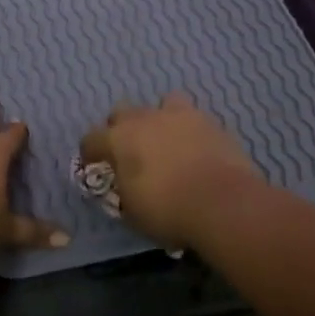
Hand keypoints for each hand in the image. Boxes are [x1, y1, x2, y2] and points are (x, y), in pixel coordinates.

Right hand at [79, 93, 262, 247]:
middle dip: (121, 128)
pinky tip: (195, 149)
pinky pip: (193, 119)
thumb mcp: (132, 211)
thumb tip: (124, 184)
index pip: (92, 139)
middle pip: (123, 112)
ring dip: (159, 119)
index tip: (93, 166)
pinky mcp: (211, 122)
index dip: (89, 153)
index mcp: (119, 139)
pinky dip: (190, 131)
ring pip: (162, 104)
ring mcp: (180, 116)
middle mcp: (145, 119)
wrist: (224, 203)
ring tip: (166, 141)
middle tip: (129, 151)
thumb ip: (123, 191)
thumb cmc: (168, 210)